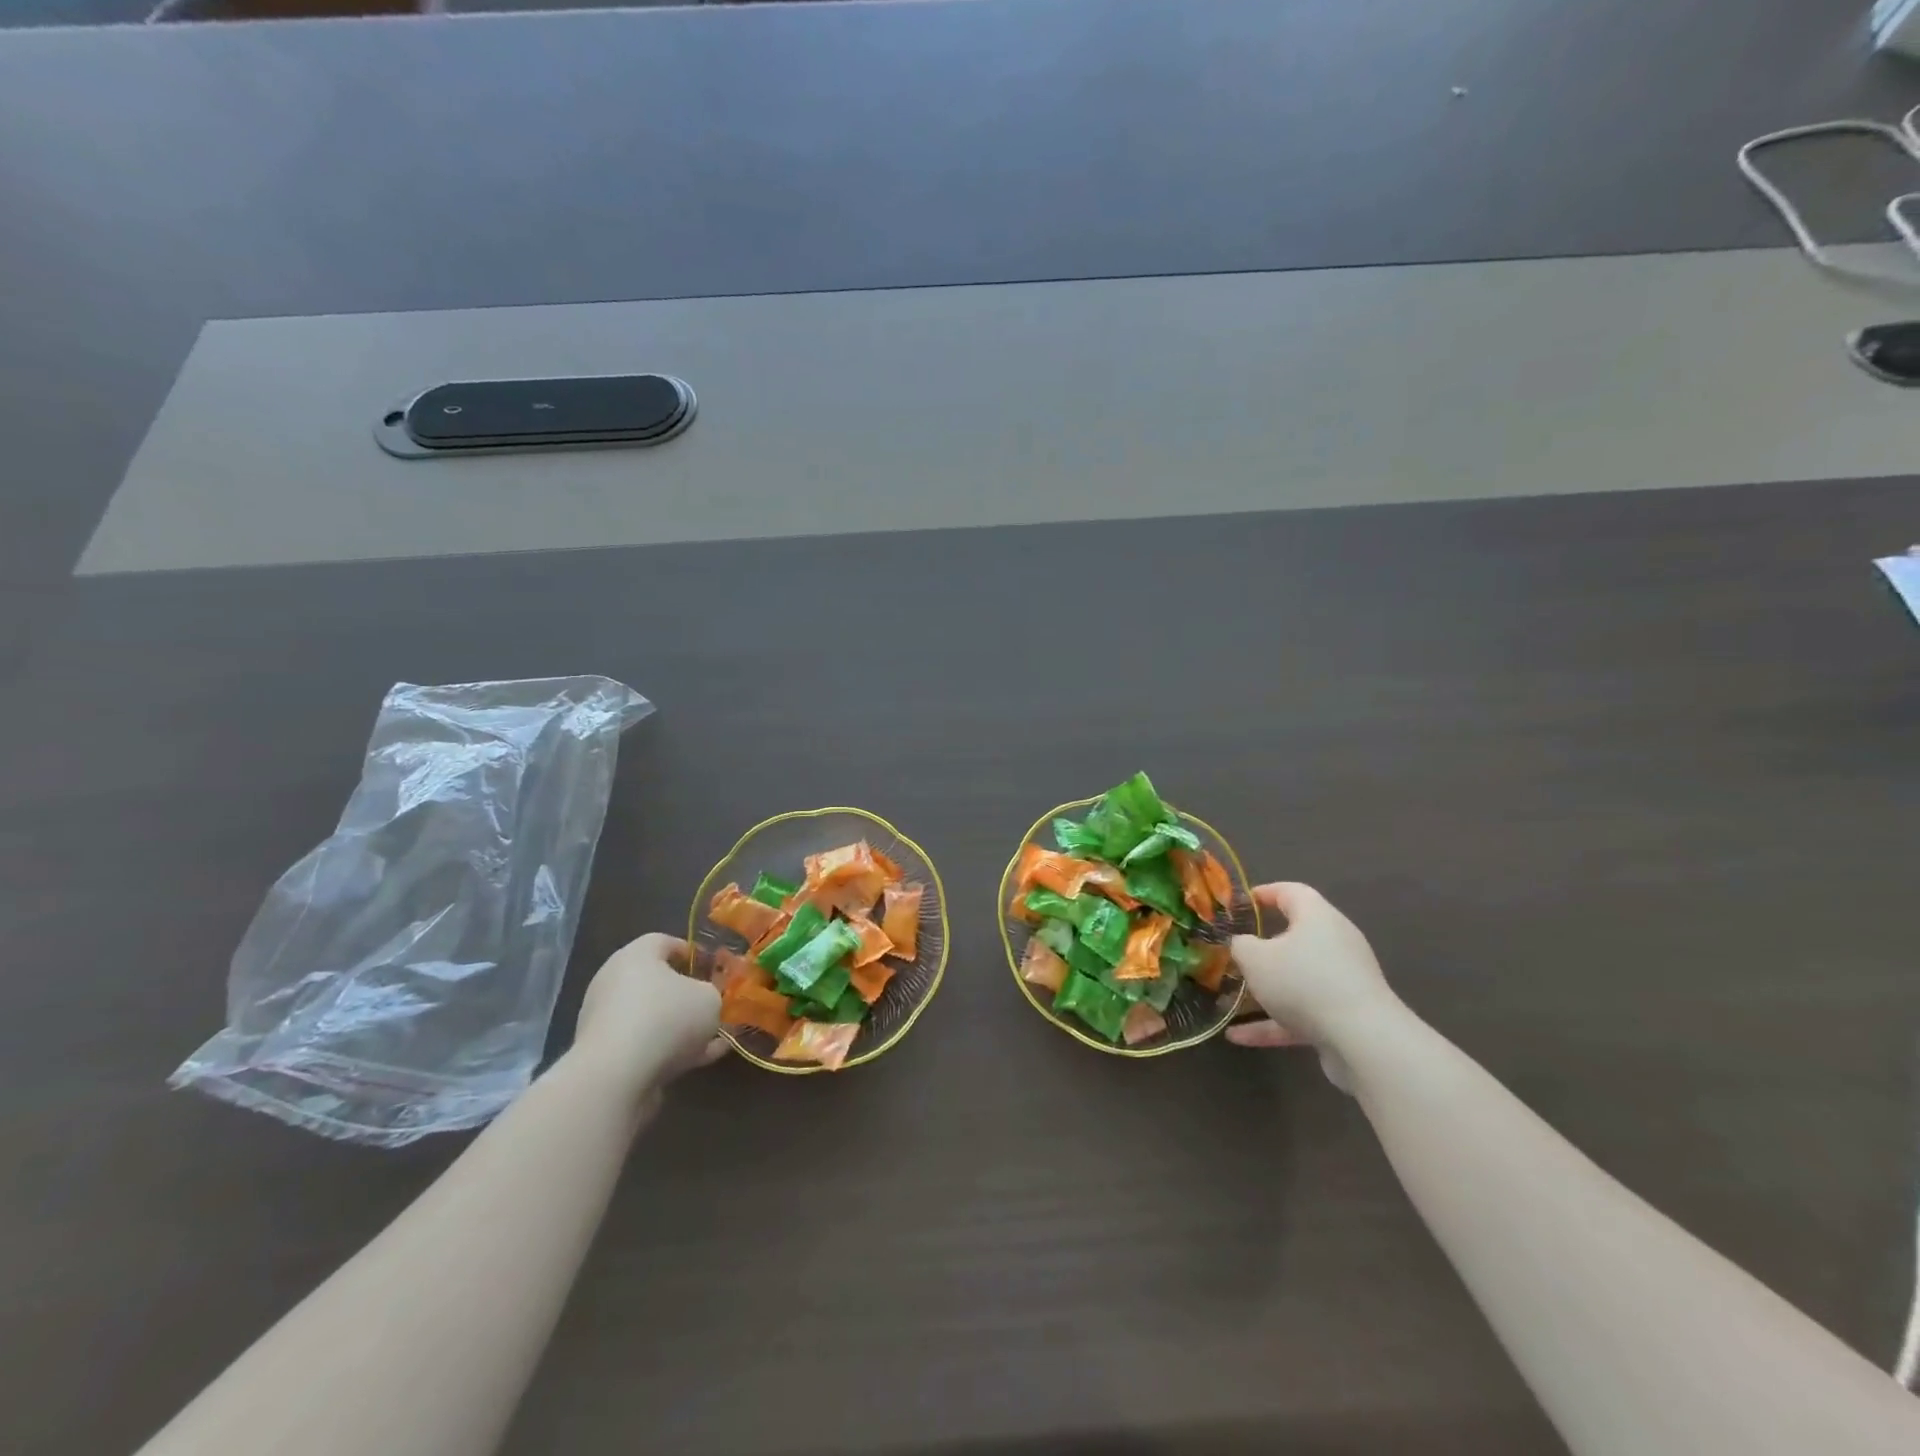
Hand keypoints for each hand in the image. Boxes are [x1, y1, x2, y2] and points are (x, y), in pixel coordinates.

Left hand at [571, 933, 724, 1102]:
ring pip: (654, 1017)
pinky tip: (703, 1059)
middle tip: (716, 1004)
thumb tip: (708, 998)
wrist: (615, 1078)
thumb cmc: (666, 1018)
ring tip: (716, 1038)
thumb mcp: (710, 998)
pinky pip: (646, 1045)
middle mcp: (615, 982)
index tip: (716, 969)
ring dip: (682, 1026)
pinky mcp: (606, 1055)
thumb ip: (714, 992)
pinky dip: (672, 1049)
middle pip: (658, 981)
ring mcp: (607, 1020)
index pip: (666, 942)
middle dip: (689, 994)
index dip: (694, 953)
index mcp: (636, 955)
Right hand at [1226, 883, 1396, 1090]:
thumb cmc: (1303, 982)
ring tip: (1232, 999)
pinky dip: (1273, 1022)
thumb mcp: (1255, 958)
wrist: (1363, 1041)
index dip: (1264, 893)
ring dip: (1266, 989)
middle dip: (1264, 947)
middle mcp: (1335, 944)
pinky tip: (1239, 1037)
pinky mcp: (1345, 1017)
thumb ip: (1241, 946)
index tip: (1240, 903)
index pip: (1291, 892)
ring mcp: (1343, 982)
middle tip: (1236, 952)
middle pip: (1296, 937)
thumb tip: (1243, 944)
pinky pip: (1302, 1013)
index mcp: (1318, 917)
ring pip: (1298, 979)